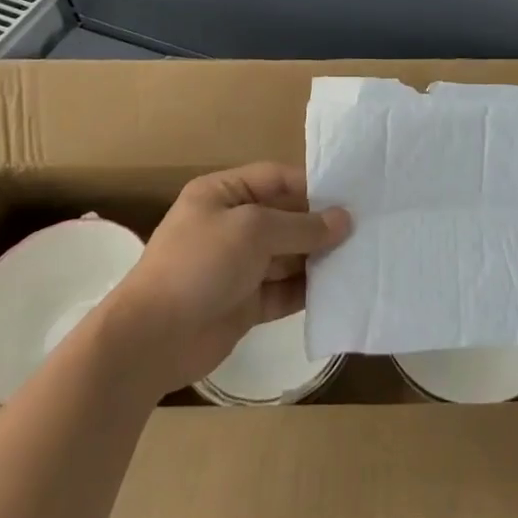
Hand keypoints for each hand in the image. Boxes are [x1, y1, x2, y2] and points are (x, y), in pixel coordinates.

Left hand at [108, 163, 350, 392]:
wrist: (152, 339)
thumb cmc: (200, 264)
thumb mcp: (253, 231)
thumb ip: (301, 226)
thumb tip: (344, 220)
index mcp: (222, 194)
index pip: (275, 179)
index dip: (312, 186)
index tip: (350, 196)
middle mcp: (231, 225)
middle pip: (285, 217)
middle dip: (319, 225)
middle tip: (365, 228)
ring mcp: (237, 266)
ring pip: (287, 256)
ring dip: (318, 258)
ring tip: (359, 257)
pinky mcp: (244, 303)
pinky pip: (283, 290)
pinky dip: (307, 290)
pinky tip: (338, 290)